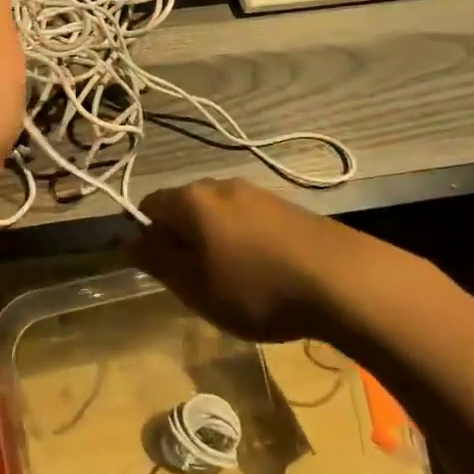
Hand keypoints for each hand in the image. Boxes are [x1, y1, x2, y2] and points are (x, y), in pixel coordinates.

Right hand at [127, 178, 435, 344]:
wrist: (343, 280)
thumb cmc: (255, 287)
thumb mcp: (195, 286)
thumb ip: (158, 262)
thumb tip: (130, 242)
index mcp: (191, 200)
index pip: (149, 206)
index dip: (147, 237)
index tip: (160, 271)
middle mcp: (220, 186)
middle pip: (185, 208)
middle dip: (182, 239)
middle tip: (194, 280)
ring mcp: (257, 193)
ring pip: (219, 215)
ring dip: (215, 242)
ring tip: (232, 281)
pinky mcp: (288, 208)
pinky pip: (249, 221)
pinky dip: (245, 243)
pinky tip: (264, 273)